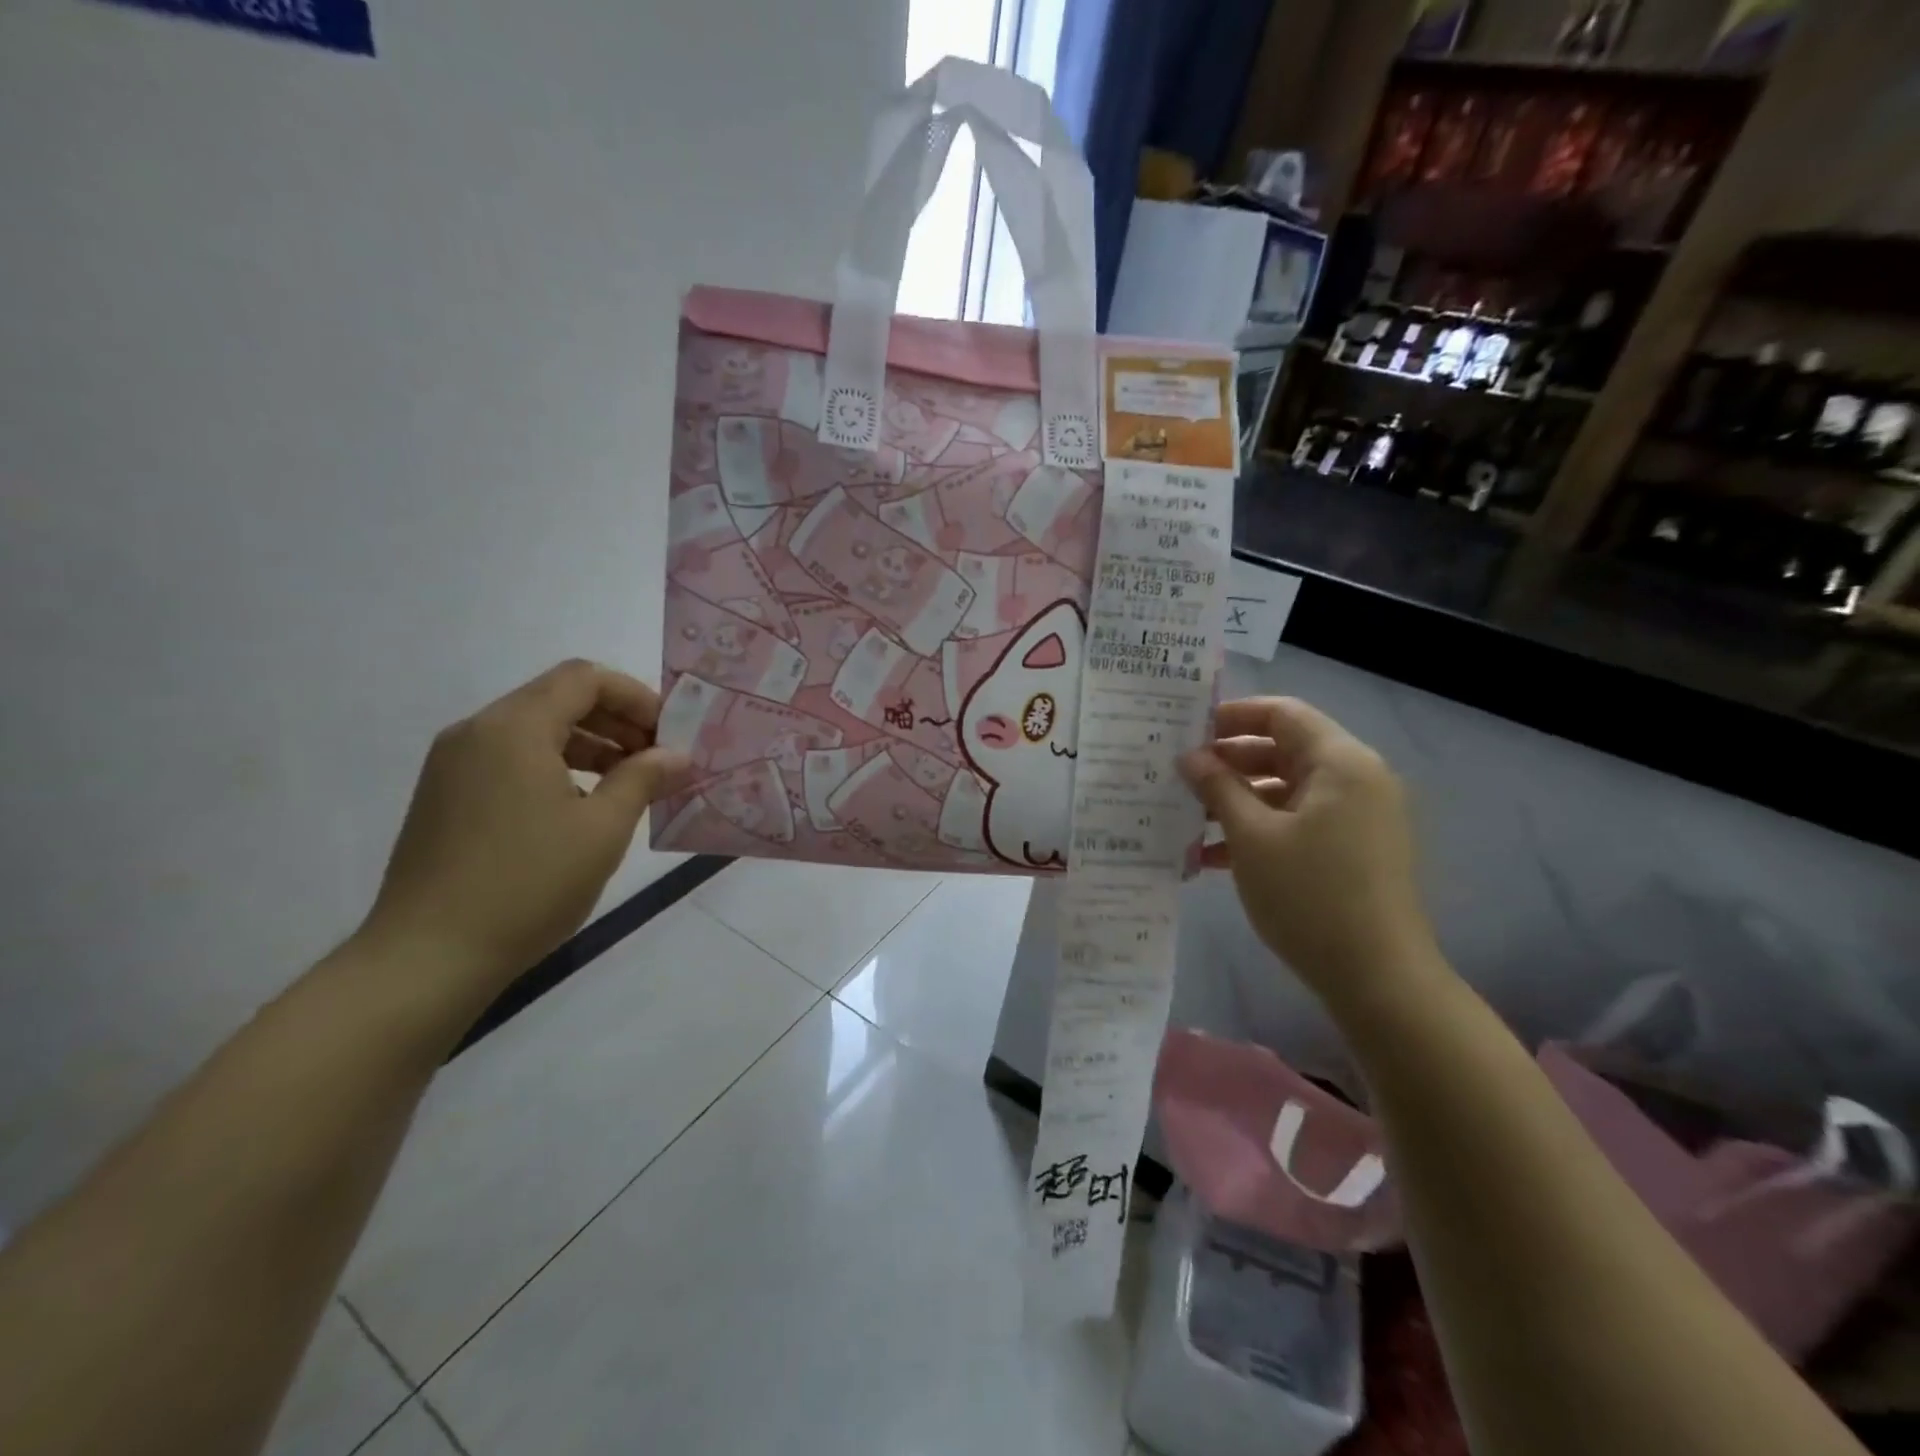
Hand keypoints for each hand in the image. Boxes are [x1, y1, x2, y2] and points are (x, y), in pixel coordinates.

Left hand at [359, 660, 691, 991]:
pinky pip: (510, 759)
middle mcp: (477, 732)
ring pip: (534, 730)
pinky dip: (555, 766)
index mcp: (514, 728)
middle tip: (657, 760)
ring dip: (589, 745)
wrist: (429, 957)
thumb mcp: (603, 829)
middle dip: (616, 721)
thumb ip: (643, 779)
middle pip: (558, 699)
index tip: (669, 735)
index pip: (584, 679)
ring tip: (628, 785)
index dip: (636, 697)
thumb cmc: (528, 883)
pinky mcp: (445, 796)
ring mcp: (454, 765)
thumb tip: (677, 754)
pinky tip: (581, 807)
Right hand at [1179, 697, 1438, 1008]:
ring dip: (1239, 800)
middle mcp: (1356, 779)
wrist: (1379, 979)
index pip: (1282, 713)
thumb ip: (1218, 788)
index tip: (1186, 731)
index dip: (1231, 716)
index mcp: (1340, 763)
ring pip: (1288, 789)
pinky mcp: (1354, 849)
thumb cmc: (1311, 896)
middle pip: (1284, 750)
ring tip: (1188, 818)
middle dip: (1229, 762)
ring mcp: (1358, 817)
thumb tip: (1190, 756)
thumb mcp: (1252, 837)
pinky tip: (1215, 856)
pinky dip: (1261, 829)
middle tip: (1179, 776)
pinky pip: (1300, 821)